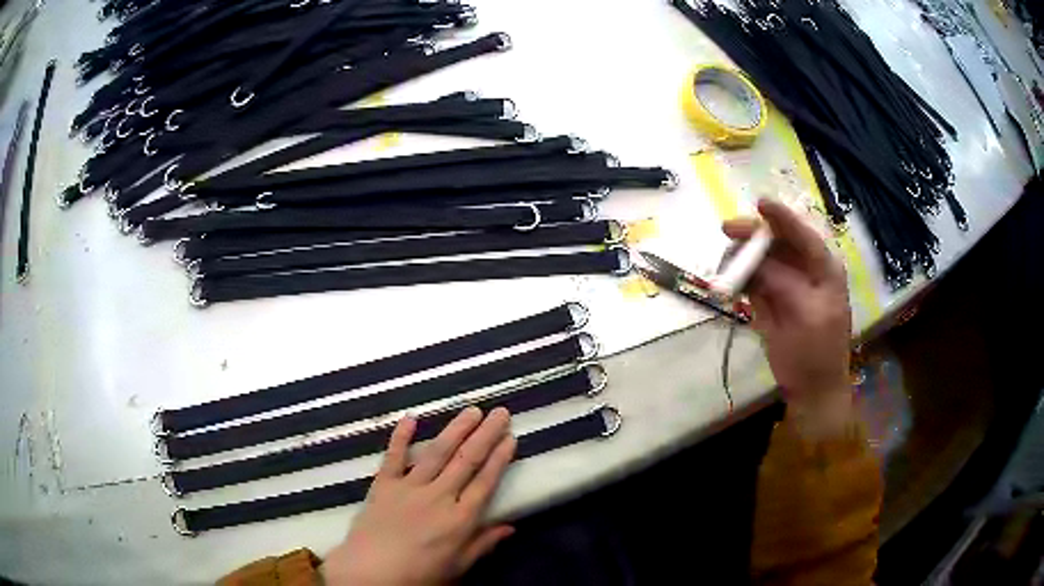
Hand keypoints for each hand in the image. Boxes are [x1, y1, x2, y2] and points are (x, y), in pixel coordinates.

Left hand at [321, 407, 516, 585]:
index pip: (485, 482)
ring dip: (455, 429)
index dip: (500, 459)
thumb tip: (511, 527)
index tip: (511, 438)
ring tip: (471, 410)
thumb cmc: (418, 575)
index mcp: (459, 520)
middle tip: (500, 412)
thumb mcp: (458, 567)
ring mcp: (409, 488)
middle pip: (467, 461)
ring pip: (437, 453)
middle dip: (485, 434)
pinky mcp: (383, 485)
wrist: (370, 573)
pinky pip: (393, 456)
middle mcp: (438, 497)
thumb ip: (483, 544)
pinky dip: (401, 436)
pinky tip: (410, 418)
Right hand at [724, 200, 852, 431]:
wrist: (811, 390)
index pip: (803, 236)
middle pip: (778, 243)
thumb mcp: (805, 317)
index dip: (782, 218)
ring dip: (742, 258)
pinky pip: (752, 281)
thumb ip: (783, 285)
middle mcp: (805, 272)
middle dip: (754, 236)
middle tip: (727, 231)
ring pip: (762, 260)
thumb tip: (755, 262)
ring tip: (724, 266)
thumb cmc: (816, 354)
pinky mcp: (771, 302)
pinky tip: (726, 282)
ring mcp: (787, 287)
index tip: (760, 204)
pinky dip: (739, 279)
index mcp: (824, 272)